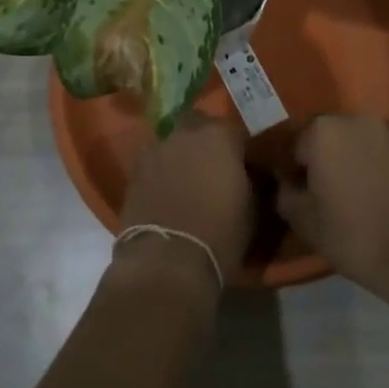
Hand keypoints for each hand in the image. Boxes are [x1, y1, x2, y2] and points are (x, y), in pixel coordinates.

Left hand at [114, 113, 253, 288]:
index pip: (234, 131)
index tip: (243, 168)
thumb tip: (250, 175)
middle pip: (198, 126)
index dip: (239, 150)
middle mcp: (186, 133)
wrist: (168, 261)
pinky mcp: (135, 170)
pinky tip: (166, 195)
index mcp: (219, 136)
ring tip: (186, 183)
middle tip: (212, 168)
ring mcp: (156, 149)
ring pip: (173, 143)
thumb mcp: (253, 209)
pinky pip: (154, 163)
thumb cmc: (220, 234)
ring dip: (181, 156)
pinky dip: (161, 173)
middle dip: (205, 141)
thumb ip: (252, 181)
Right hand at [276, 114, 388, 294]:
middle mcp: (352, 119)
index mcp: (321, 130)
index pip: (291, 146)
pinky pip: (376, 155)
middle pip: (322, 139)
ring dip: (344, 164)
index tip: (291, 195)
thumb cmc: (357, 235)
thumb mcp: (305, 222)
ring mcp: (385, 132)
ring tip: (344, 199)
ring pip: (351, 145)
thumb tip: (285, 183)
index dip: (288, 172)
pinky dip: (368, 170)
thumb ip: (285, 195)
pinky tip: (369, 199)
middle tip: (315, 196)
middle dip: (317, 162)